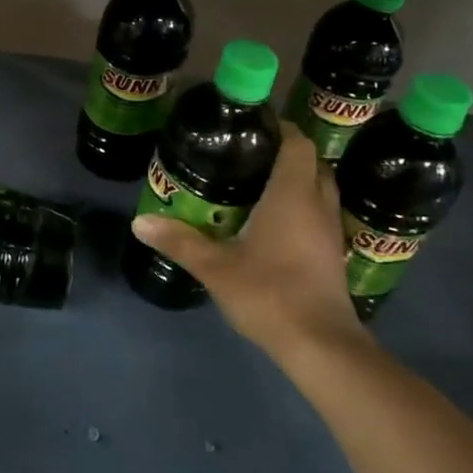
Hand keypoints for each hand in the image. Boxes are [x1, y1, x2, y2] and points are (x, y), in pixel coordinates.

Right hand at [131, 124, 368, 370]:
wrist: (321, 346)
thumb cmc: (269, 293)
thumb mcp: (215, 267)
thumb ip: (179, 241)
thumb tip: (139, 222)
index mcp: (292, 194)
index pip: (297, 142)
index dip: (277, 128)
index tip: (249, 127)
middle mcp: (317, 203)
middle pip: (311, 162)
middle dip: (284, 153)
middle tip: (247, 156)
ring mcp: (330, 230)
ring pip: (319, 188)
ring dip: (296, 180)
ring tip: (257, 185)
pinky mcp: (333, 253)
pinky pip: (320, 213)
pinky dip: (302, 207)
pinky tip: (274, 223)